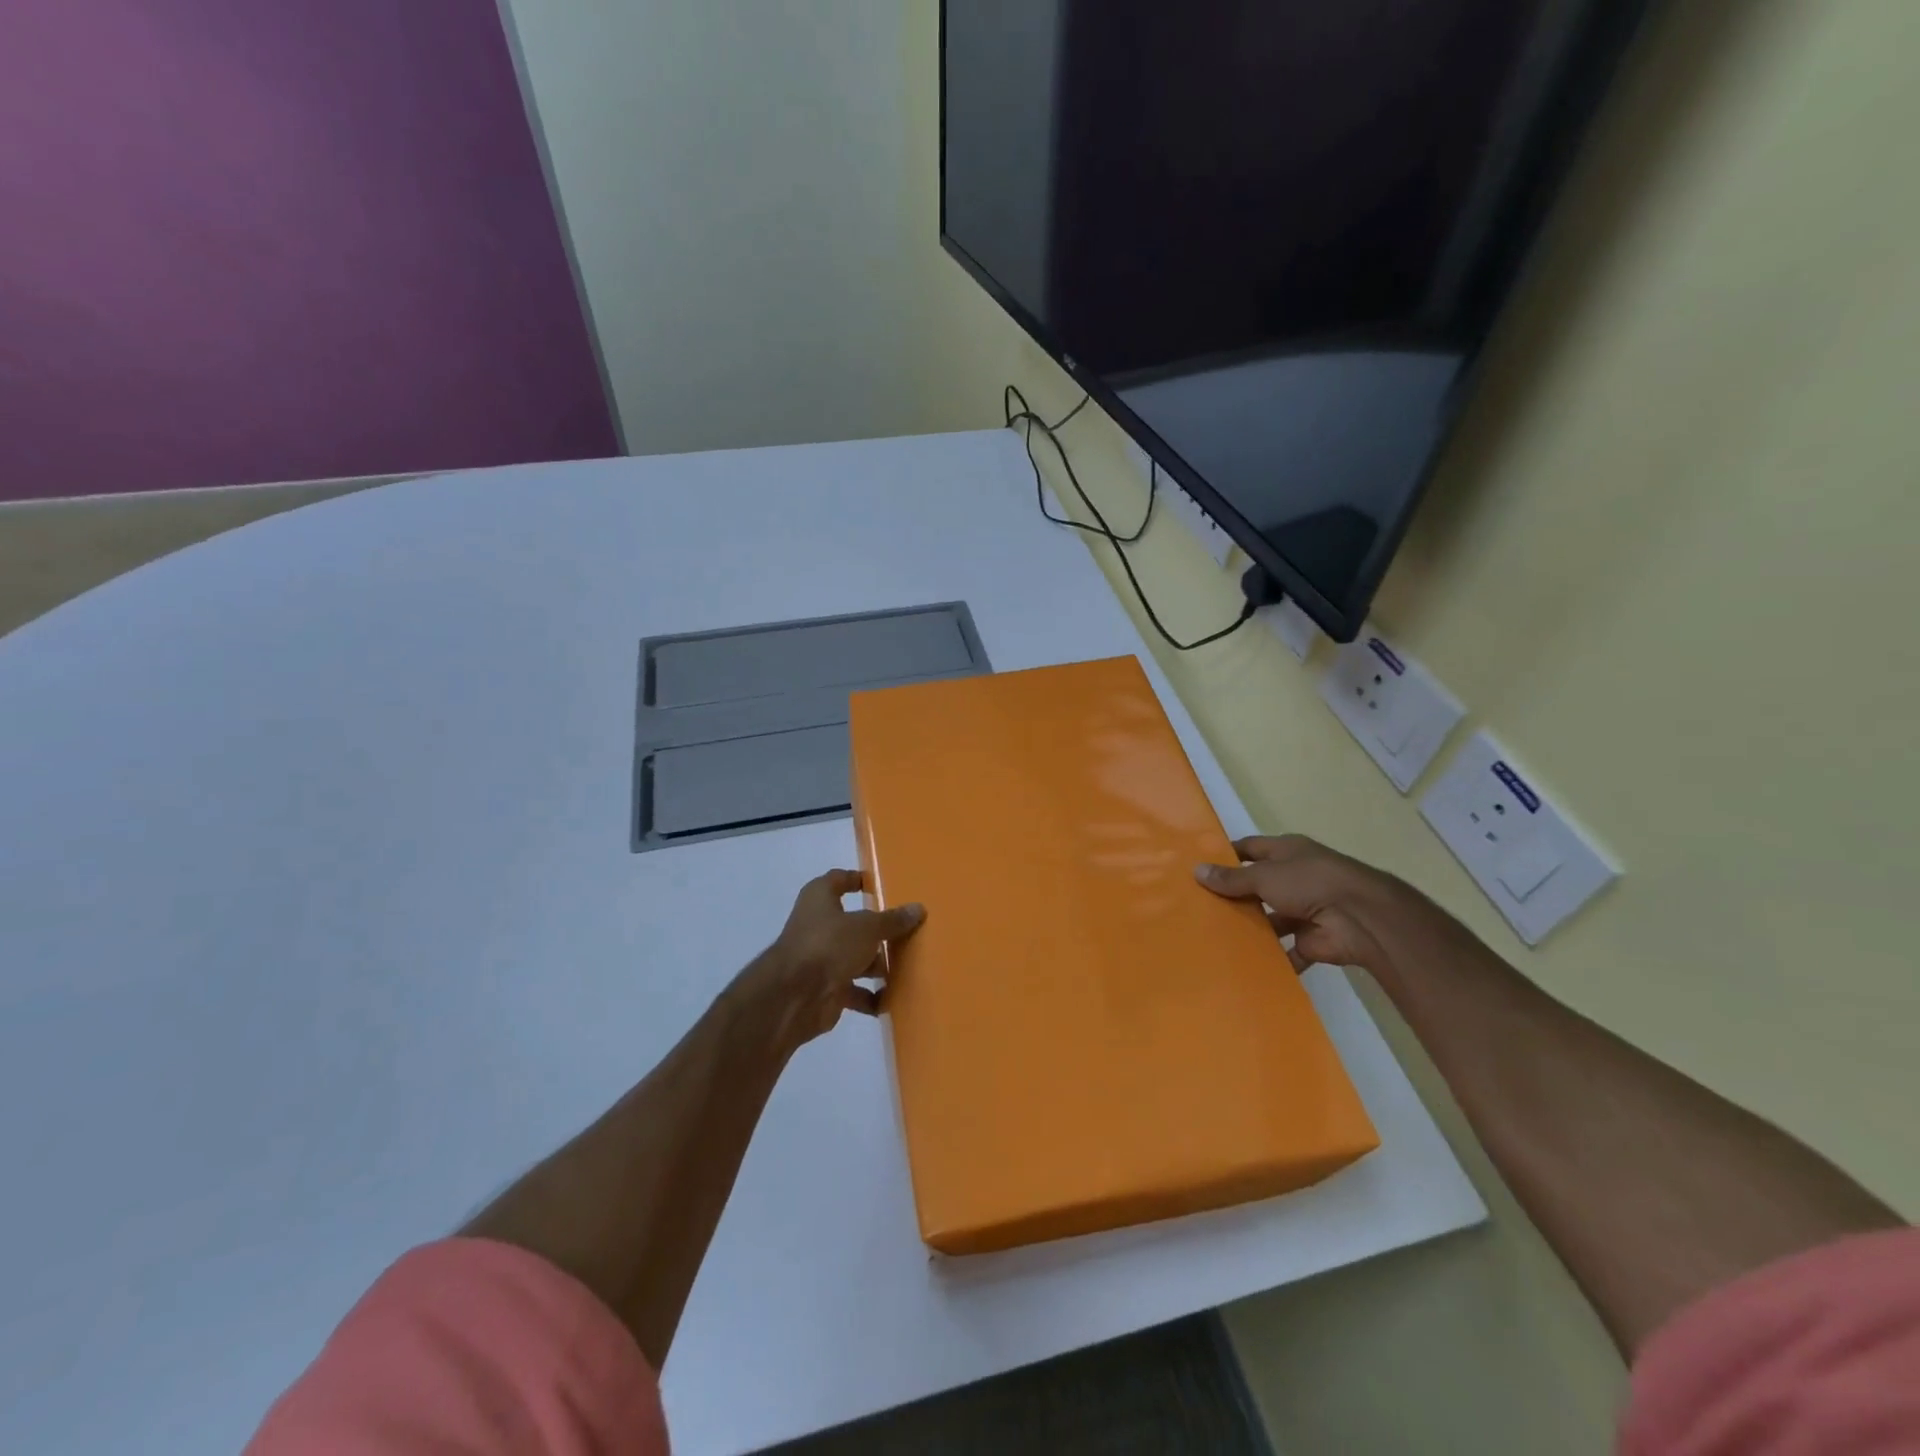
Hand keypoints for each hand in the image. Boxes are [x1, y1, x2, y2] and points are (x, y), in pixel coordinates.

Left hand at [741, 870, 924, 1046]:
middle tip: (908, 930)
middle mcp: (818, 925)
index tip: (882, 884)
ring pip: (855, 958)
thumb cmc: (829, 944)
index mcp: (820, 898)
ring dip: (877, 965)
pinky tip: (892, 999)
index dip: (858, 880)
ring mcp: (821, 958)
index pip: (839, 880)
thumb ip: (892, 920)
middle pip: (853, 923)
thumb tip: (918, 909)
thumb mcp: (867, 927)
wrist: (795, 997)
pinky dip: (870, 996)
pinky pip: (854, 990)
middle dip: (878, 930)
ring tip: (908, 966)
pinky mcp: (826, 989)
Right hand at [1194, 834, 1410, 973]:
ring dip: (1251, 928)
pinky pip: (1286, 951)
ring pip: (1270, 919)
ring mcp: (1304, 910)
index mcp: (1287, 852)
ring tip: (1214, 937)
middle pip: (1258, 886)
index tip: (1199, 867)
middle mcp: (1295, 877)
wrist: (1360, 918)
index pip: (1250, 849)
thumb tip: (1197, 871)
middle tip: (1199, 907)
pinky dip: (1271, 959)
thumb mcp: (1264, 875)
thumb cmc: (1309, 882)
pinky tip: (1243, 964)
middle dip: (1235, 896)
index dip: (1227, 856)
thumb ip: (1232, 878)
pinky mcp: (1311, 940)